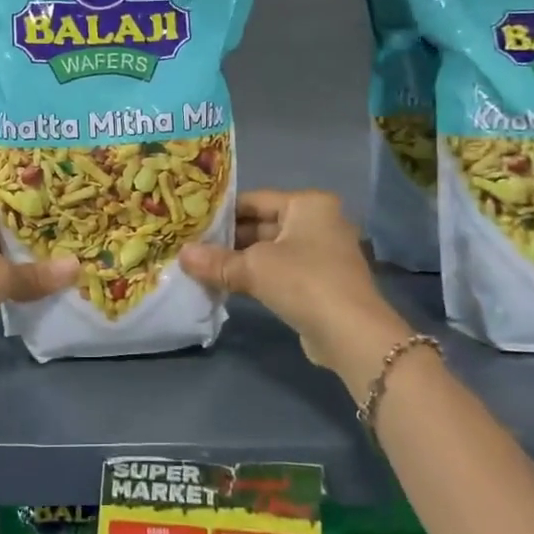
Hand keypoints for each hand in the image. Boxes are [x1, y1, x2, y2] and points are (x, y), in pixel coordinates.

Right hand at [180, 190, 414, 400]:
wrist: (352, 334)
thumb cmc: (304, 282)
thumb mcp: (254, 268)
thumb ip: (216, 260)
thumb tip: (182, 255)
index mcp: (308, 204)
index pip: (254, 199)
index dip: (221, 211)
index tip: (191, 222)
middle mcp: (318, 221)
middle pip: (262, 224)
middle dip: (228, 238)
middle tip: (191, 246)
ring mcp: (322, 253)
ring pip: (270, 250)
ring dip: (239, 260)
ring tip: (201, 266)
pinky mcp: (319, 281)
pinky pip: (280, 270)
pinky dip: (256, 276)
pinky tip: (226, 284)